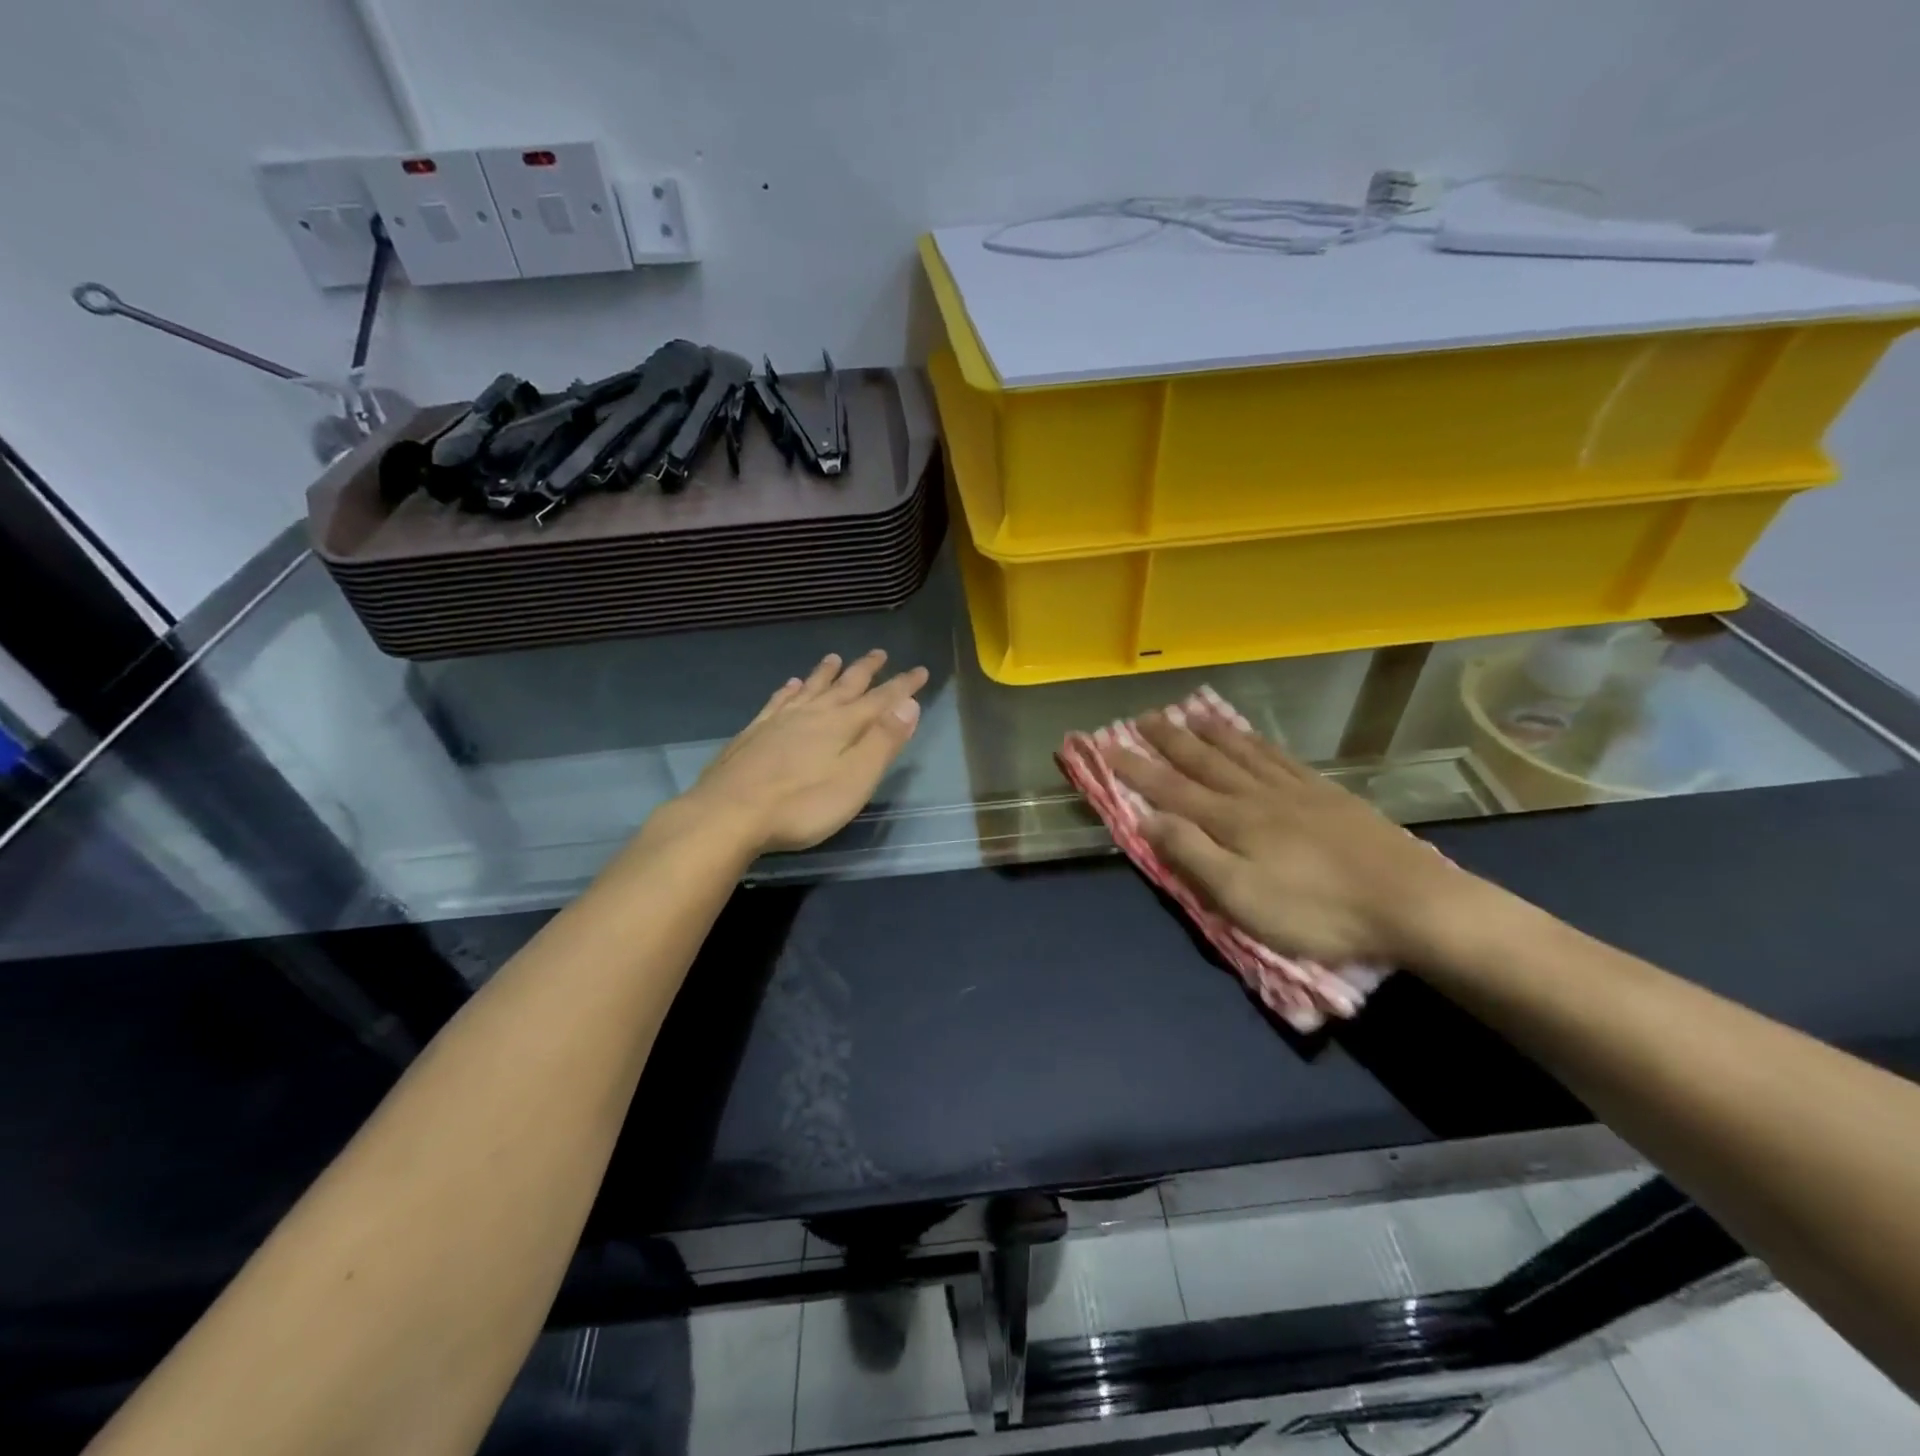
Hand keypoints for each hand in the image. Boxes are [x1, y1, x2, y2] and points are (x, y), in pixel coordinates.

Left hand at [687, 650, 928, 854]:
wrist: (729, 814)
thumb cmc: (802, 805)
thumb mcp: (855, 779)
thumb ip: (883, 741)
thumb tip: (909, 704)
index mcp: (841, 726)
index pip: (881, 699)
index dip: (903, 686)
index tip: (921, 670)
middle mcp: (812, 715)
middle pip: (845, 686)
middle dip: (865, 670)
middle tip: (879, 653)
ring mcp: (779, 722)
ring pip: (810, 689)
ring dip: (825, 673)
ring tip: (834, 658)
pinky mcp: (753, 735)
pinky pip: (777, 702)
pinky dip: (788, 690)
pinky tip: (789, 685)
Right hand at [1101, 713, 1483, 966]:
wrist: (1411, 904)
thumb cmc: (1317, 912)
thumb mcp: (1242, 897)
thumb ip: (1192, 855)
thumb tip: (1148, 818)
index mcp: (1232, 822)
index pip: (1170, 790)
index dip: (1135, 768)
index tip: (1106, 745)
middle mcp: (1257, 796)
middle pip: (1205, 762)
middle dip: (1169, 740)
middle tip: (1143, 717)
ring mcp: (1296, 791)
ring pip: (1243, 753)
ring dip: (1211, 733)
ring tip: (1190, 713)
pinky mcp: (1328, 795)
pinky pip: (1281, 758)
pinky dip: (1258, 743)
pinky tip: (1253, 739)